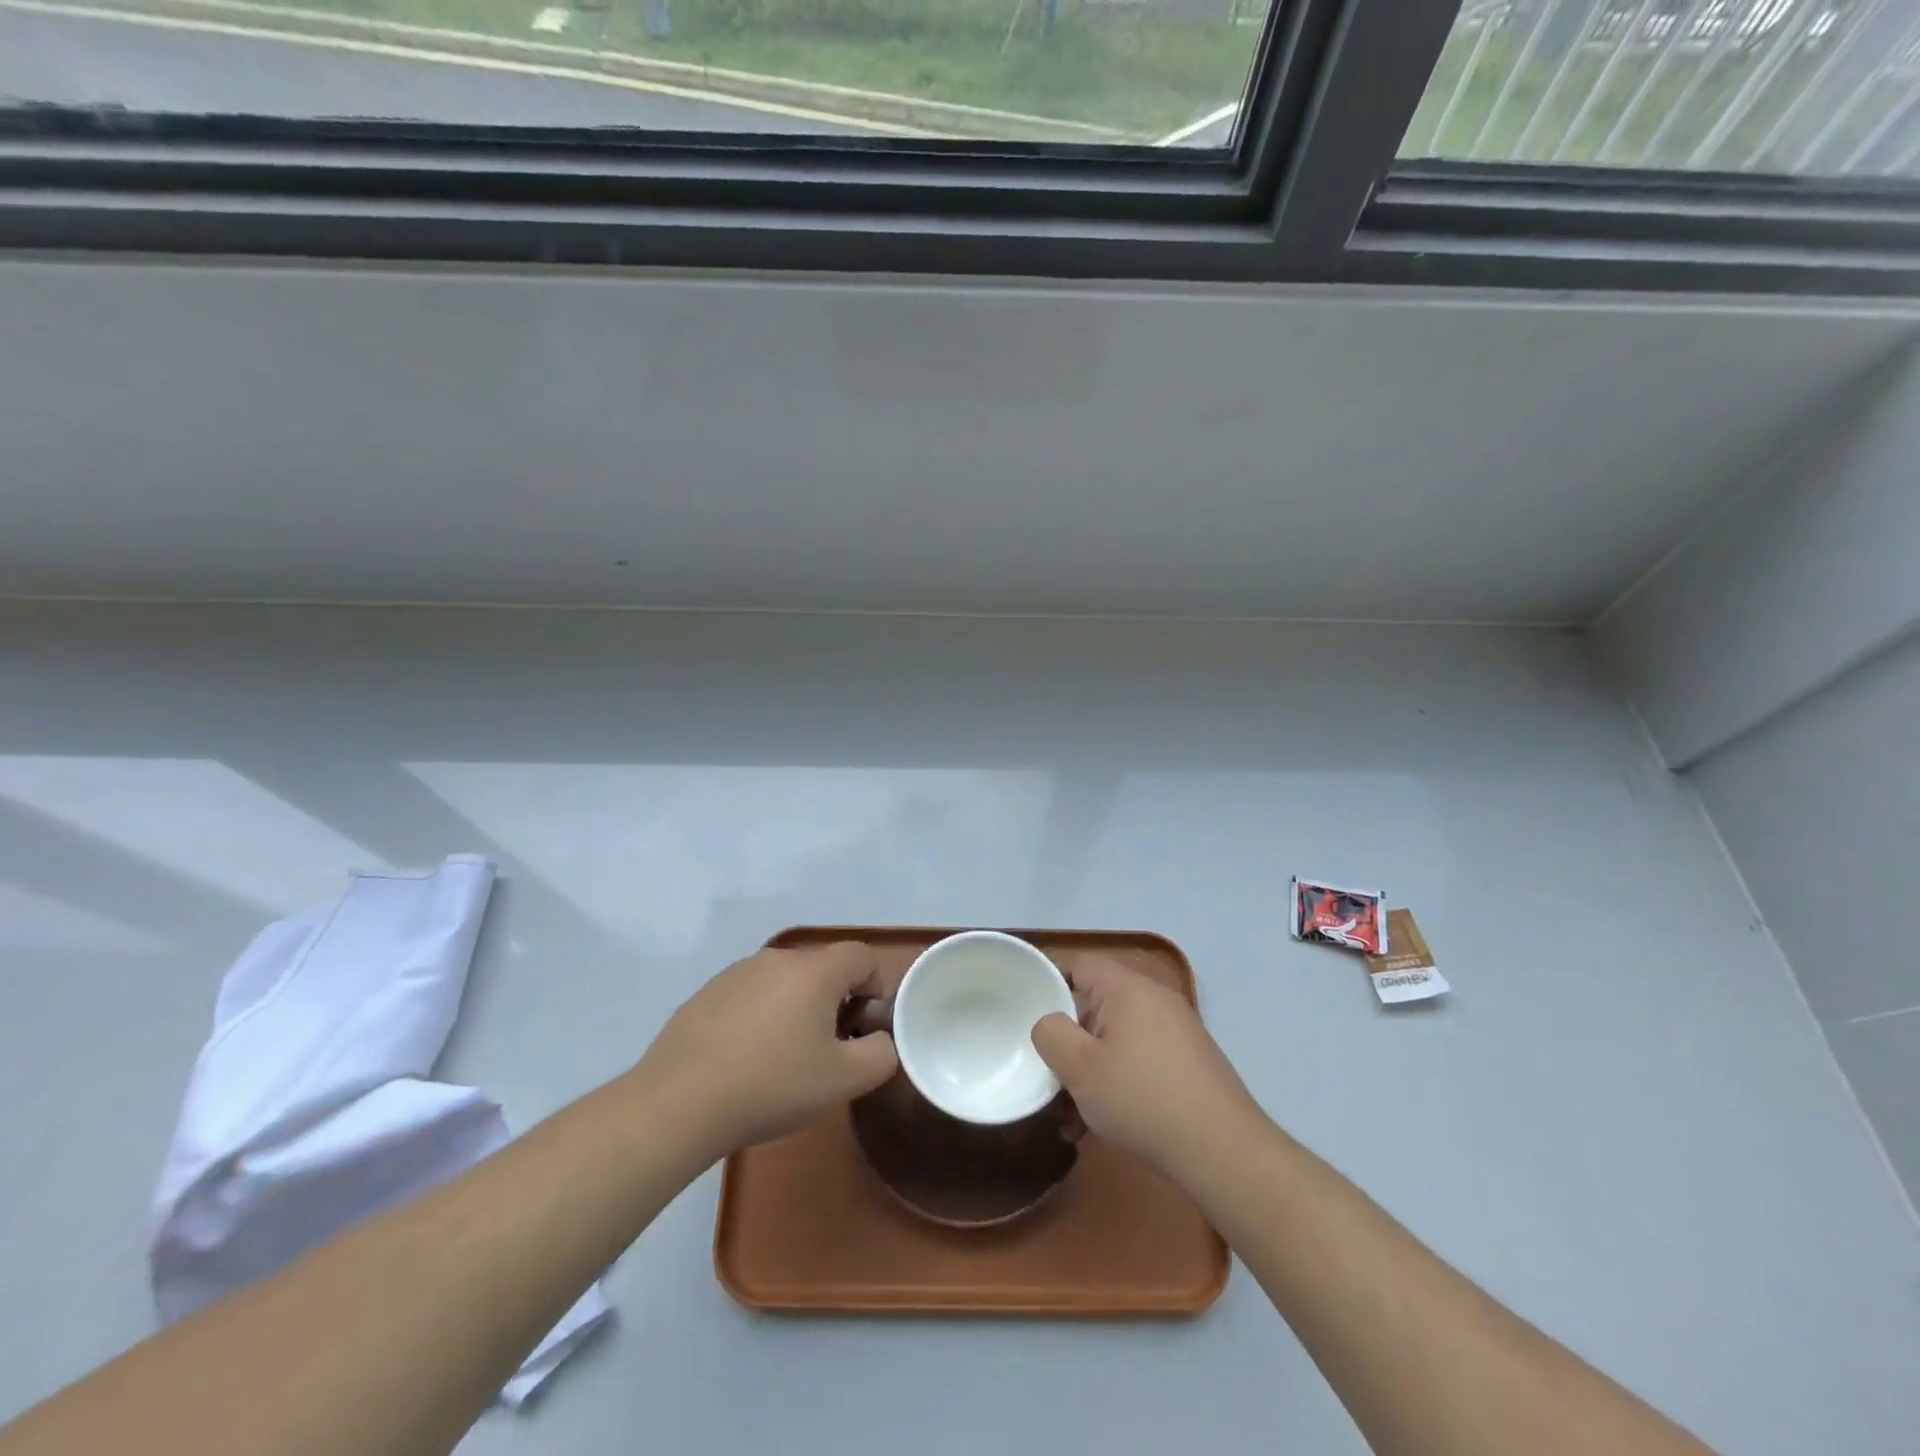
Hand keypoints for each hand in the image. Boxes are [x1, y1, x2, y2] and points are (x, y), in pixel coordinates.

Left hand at [633, 942, 899, 1161]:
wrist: (678, 1103)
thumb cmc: (772, 1085)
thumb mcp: (845, 1081)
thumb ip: (880, 1054)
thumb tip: (877, 1039)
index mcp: (814, 970)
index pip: (862, 957)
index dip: (873, 990)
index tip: (859, 1030)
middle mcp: (776, 959)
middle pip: (822, 969)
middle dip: (834, 1003)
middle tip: (825, 1051)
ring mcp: (735, 973)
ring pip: (784, 982)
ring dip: (794, 1010)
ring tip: (781, 1061)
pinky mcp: (705, 994)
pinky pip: (749, 997)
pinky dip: (758, 1019)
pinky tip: (743, 1062)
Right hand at [1031, 958, 1264, 1182]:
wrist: (1224, 1152)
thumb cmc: (1143, 1099)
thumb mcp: (1080, 1068)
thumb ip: (1050, 1034)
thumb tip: (1049, 1023)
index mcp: (1127, 988)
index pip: (1077, 965)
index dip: (1046, 982)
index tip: (1023, 1011)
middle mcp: (1154, 1000)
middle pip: (1095, 1007)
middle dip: (1067, 1044)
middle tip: (1046, 1077)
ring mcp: (1176, 1032)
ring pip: (1115, 1042)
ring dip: (1088, 1074)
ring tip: (1069, 1120)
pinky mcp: (1188, 1064)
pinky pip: (1138, 1062)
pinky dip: (1116, 1085)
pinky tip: (1099, 1128)